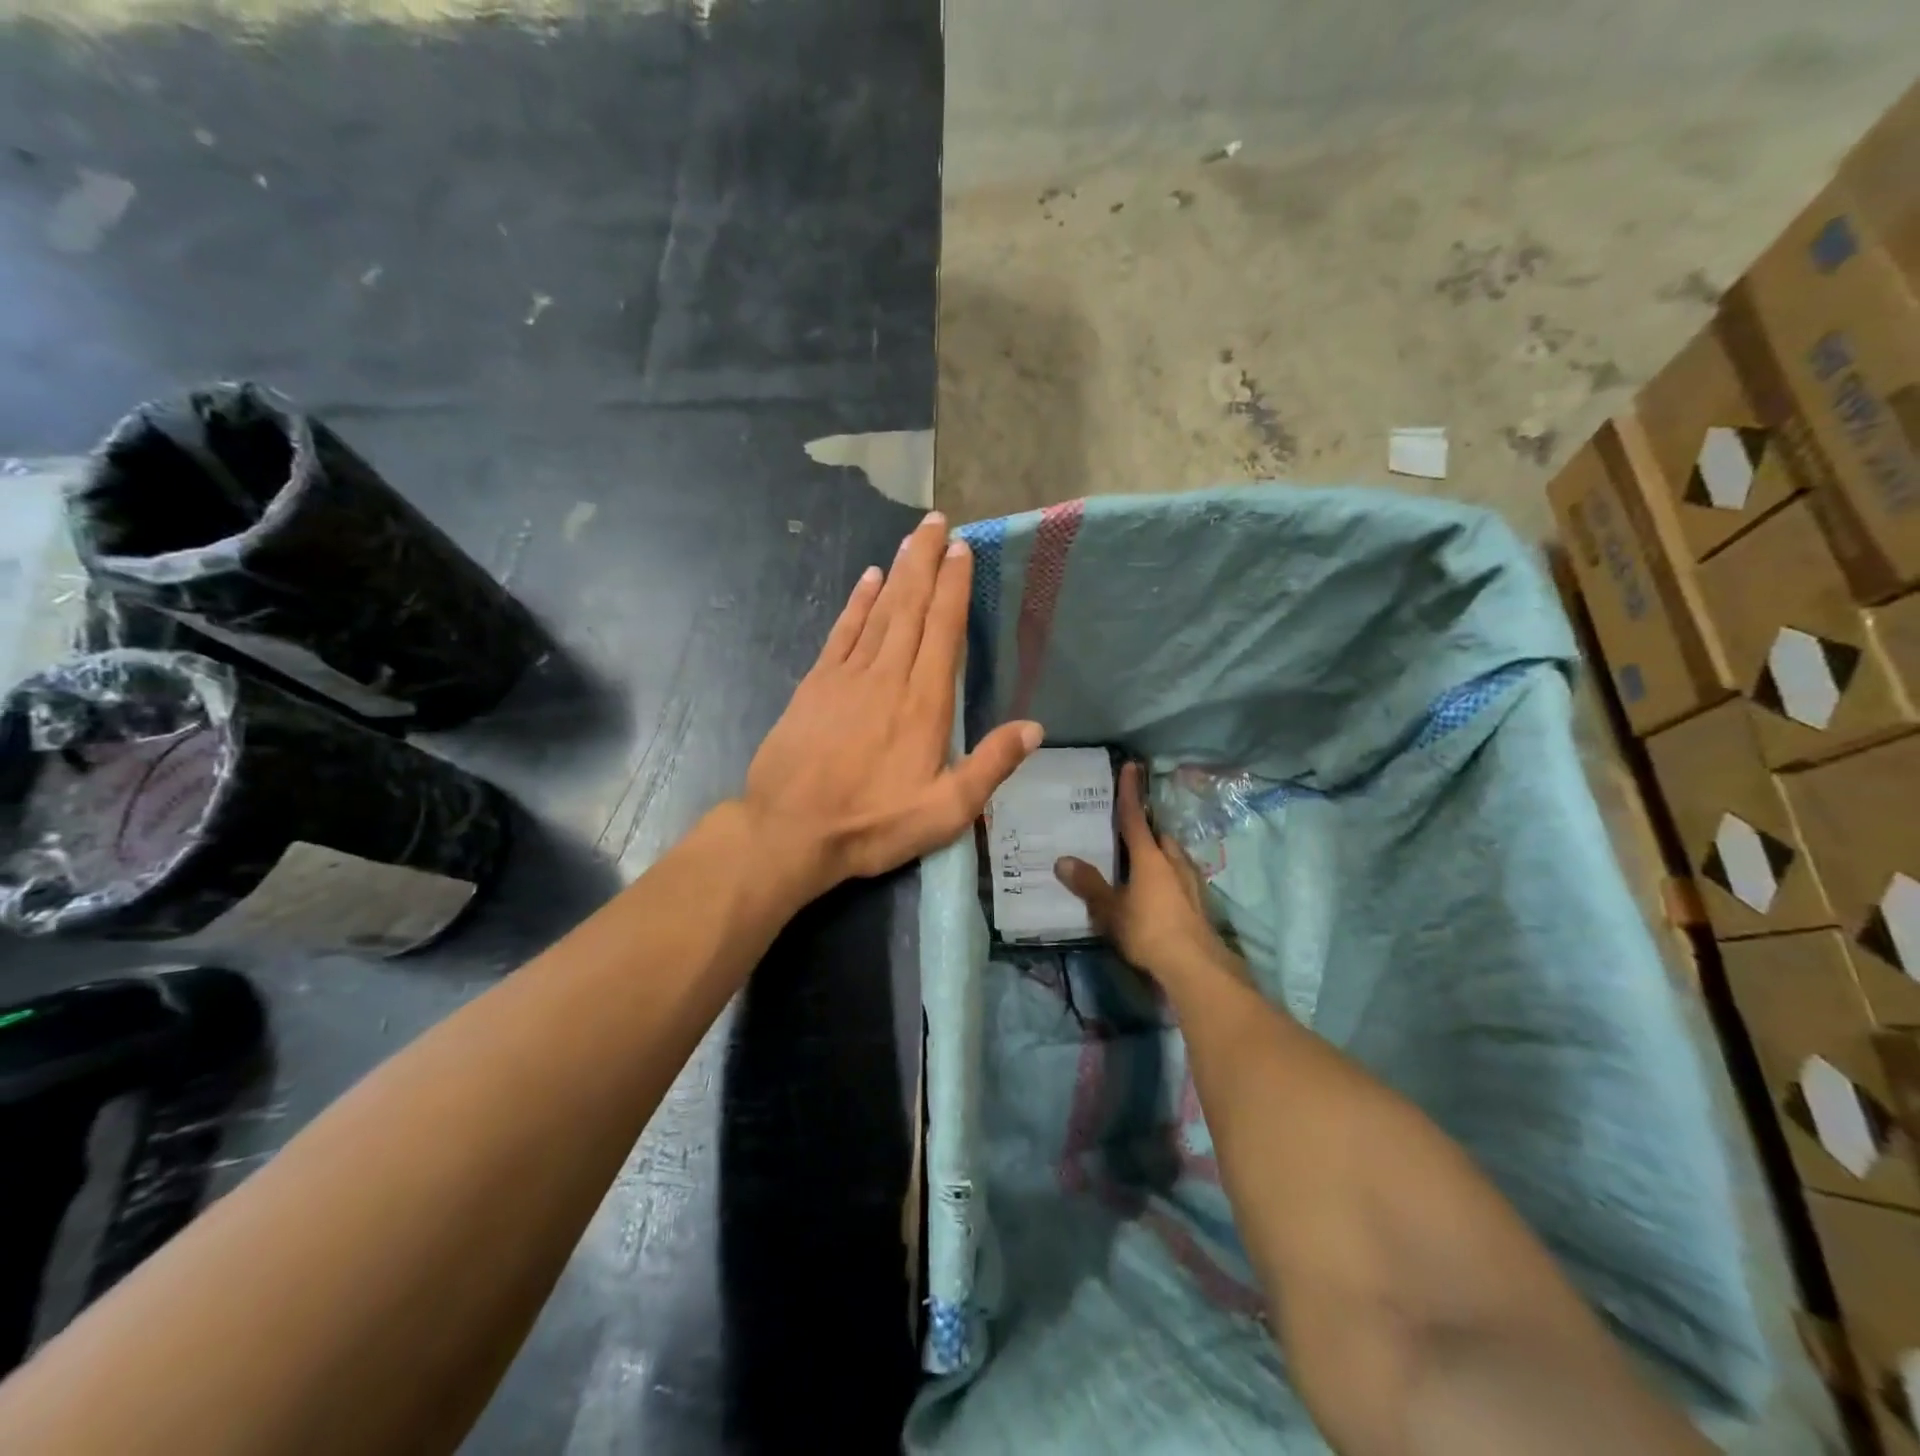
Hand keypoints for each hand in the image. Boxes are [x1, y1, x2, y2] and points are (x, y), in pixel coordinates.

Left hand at [741, 511, 1042, 900]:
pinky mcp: (816, 684)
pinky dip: (856, 603)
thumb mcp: (945, 812)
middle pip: (911, 607)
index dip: (955, 587)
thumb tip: (1034, 727)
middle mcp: (888, 676)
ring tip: (912, 539)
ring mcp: (848, 676)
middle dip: (926, 561)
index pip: (944, 630)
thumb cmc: (872, 824)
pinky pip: (842, 631)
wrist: (790, 831)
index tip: (962, 550)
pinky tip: (867, 580)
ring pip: (879, 611)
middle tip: (937, 521)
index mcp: (924, 704)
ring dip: (897, 572)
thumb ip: (990, 766)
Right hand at [1055, 762, 1238, 989]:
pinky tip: (1160, 895)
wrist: (1196, 967)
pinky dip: (1169, 879)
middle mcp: (1173, 862)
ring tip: (1142, 866)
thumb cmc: (1148, 931)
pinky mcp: (1201, 904)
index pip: (1134, 817)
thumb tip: (1062, 860)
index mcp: (1149, 857)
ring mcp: (1192, 882)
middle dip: (1146, 833)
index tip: (1131, 766)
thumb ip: (1088, 885)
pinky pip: (1181, 879)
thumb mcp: (1110, 910)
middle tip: (1128, 836)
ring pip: (1174, 858)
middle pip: (1159, 838)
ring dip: (1160, 856)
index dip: (1129, 792)